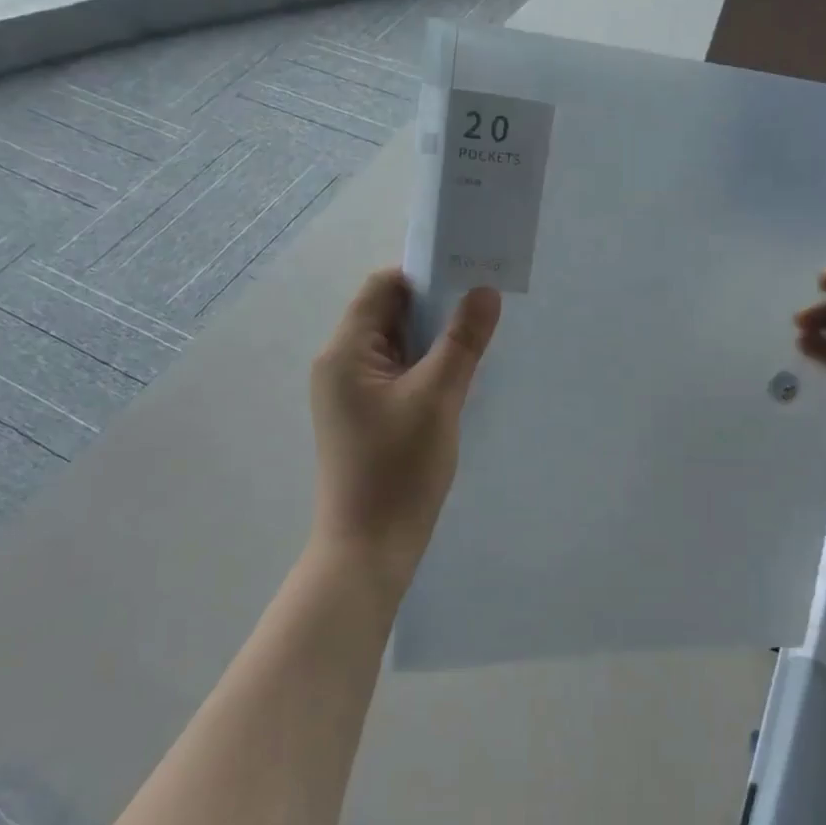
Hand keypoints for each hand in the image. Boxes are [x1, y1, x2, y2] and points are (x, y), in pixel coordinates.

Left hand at [309, 270, 500, 593]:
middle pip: (389, 314)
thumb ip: (462, 341)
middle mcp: (340, 364)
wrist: (370, 547)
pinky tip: (456, 377)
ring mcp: (350, 392)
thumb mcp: (438, 398)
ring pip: (396, 344)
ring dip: (433, 339)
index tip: (469, 278)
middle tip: (483, 308)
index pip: (383, 288)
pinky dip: (425, 365)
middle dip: (435, 308)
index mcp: (345, 352)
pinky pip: (396, 372)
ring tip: (476, 340)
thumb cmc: (399, 468)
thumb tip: (485, 291)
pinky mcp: (364, 415)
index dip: (425, 277)